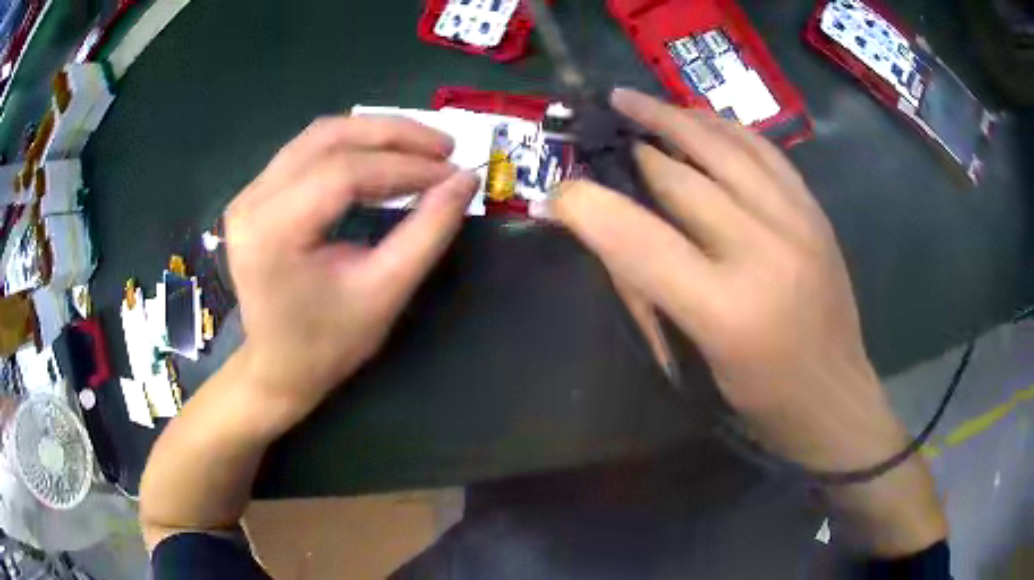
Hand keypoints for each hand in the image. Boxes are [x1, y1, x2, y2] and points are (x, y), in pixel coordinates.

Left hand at [224, 115, 477, 428]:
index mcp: (272, 232)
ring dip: (374, 134)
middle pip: (328, 138)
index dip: (406, 166)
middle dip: (393, 135)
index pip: (344, 173)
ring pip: (318, 136)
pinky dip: (351, 147)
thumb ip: (427, 232)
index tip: (453, 173)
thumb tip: (465, 180)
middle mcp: (252, 202)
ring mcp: (248, 194)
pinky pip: (307, 151)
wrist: (278, 367)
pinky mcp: (255, 195)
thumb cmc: (329, 343)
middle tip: (444, 146)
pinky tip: (382, 157)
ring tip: (421, 148)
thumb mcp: (385, 293)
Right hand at [554, 89, 945, 554]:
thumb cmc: (757, 399)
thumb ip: (649, 288)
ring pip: (724, 145)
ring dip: (672, 116)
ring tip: (633, 99)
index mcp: (726, 309)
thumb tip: (610, 228)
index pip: (639, 239)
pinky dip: (722, 127)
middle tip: (596, 130)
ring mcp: (798, 222)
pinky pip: (763, 149)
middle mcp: (765, 251)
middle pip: (681, 176)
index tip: (557, 192)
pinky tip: (697, 117)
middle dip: (629, 147)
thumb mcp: (692, 360)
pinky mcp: (816, 212)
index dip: (587, 206)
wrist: (834, 397)